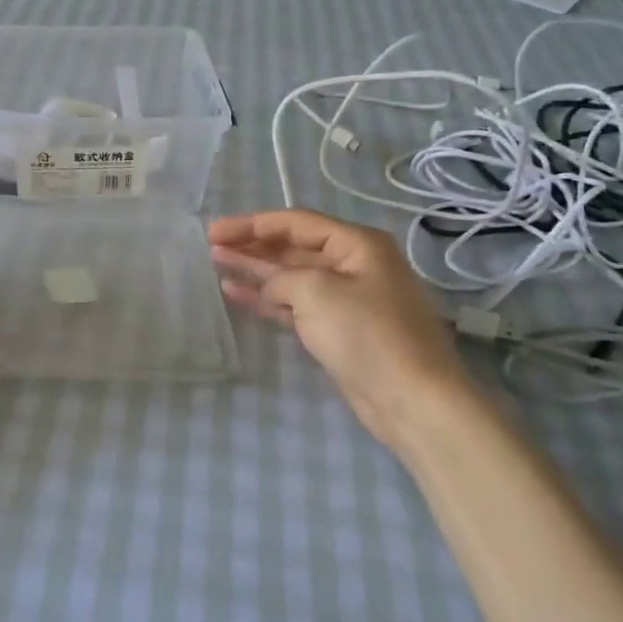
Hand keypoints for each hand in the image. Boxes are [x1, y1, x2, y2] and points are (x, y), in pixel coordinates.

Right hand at [210, 209, 479, 454]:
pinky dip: (268, 298)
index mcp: (357, 244)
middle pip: (293, 247)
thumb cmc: (367, 334)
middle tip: (211, 246)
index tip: (214, 231)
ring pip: (291, 276)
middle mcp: (353, 264)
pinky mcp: (338, 329)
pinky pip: (295, 304)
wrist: (411, 399)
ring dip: (255, 270)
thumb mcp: (317, 292)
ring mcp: (346, 298)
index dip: (252, 224)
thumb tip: (269, 285)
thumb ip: (282, 278)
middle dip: (252, 245)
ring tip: (217, 264)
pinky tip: (238, 293)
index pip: (295, 223)